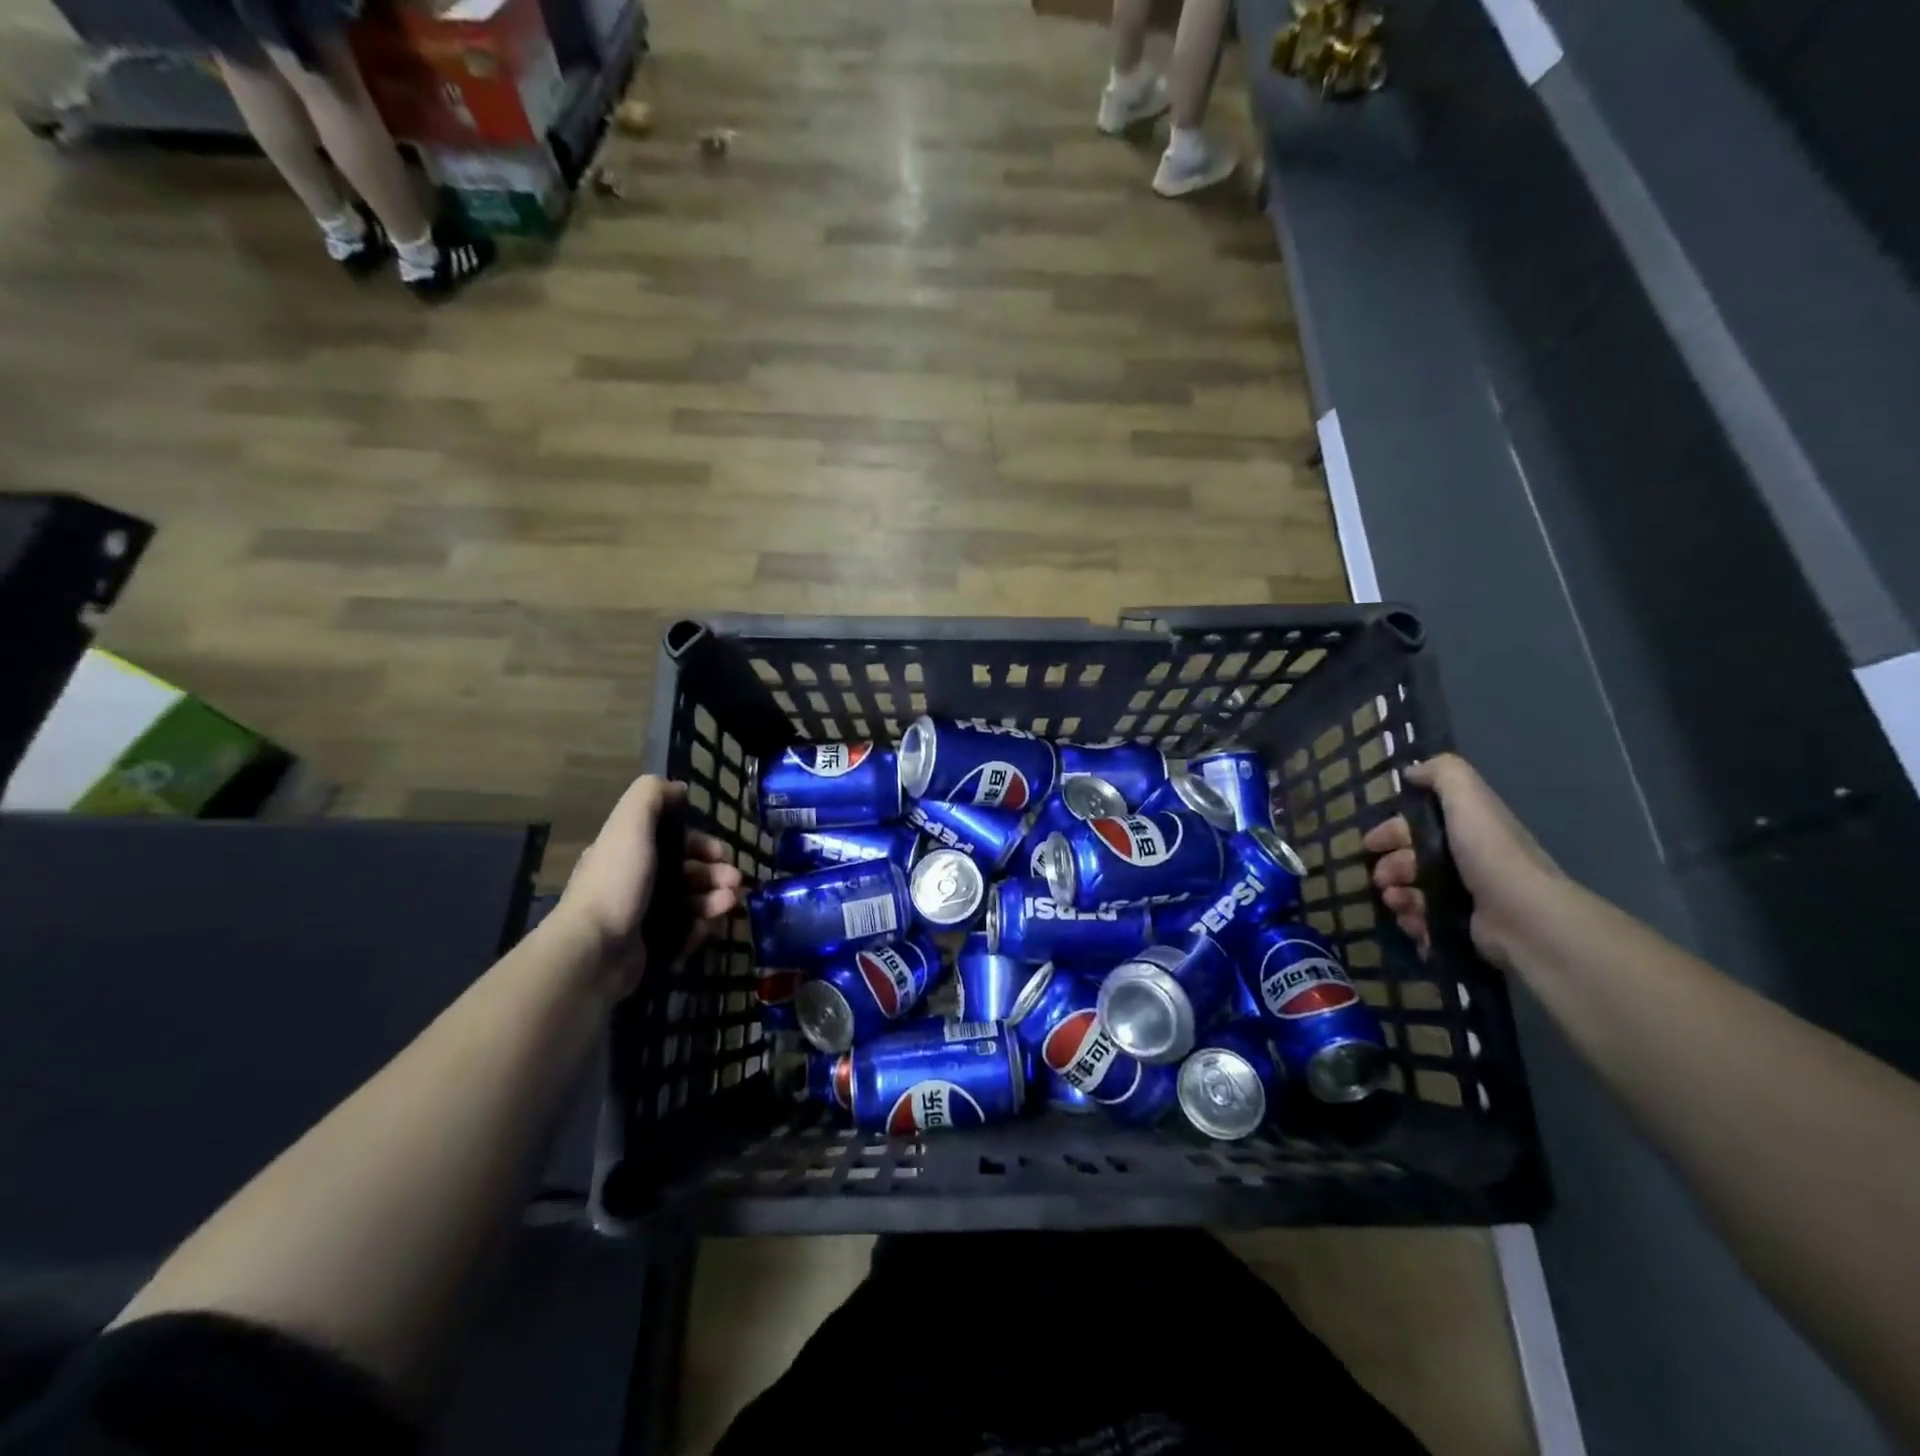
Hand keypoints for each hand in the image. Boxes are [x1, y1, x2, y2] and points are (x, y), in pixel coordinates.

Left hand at [558, 776, 744, 995]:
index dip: (701, 844)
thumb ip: (651, 796)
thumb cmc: (617, 883)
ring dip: (716, 899)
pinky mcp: (651, 948)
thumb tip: (678, 788)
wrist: (595, 951)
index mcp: (628, 853)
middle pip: (687, 873)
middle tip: (735, 882)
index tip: (721, 853)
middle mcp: (635, 882)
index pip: (673, 842)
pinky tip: (708, 927)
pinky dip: (701, 928)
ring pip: (691, 902)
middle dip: (716, 874)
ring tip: (729, 904)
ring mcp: (642, 917)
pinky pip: (686, 933)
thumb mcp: (630, 825)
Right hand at [1363, 753, 1563, 970]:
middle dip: (1389, 868)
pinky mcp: (1464, 929)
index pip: (1418, 826)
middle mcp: (1467, 862)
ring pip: (1414, 892)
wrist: (1523, 917)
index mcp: (1467, 831)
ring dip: (1396, 895)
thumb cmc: (1490, 854)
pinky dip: (1413, 921)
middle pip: (1412, 861)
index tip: (1369, 844)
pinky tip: (1412, 922)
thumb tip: (1411, 770)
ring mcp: (1466, 898)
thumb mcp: (1467, 798)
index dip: (1390, 831)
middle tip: (1381, 880)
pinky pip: (1425, 923)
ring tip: (1396, 902)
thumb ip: (1442, 773)